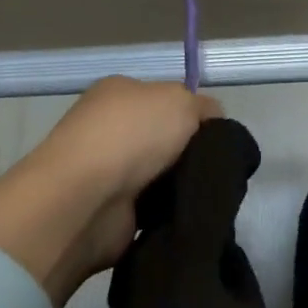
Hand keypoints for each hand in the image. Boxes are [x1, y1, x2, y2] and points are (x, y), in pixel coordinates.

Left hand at [0, 77, 221, 307]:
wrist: (88, 199)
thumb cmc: (132, 136)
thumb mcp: (181, 100)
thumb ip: (204, 107)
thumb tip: (213, 123)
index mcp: (119, 93)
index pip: (166, 100)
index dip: (194, 116)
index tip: (219, 137)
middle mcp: (110, 129)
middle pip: (166, 141)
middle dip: (192, 155)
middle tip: (217, 169)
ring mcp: (108, 172)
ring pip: (163, 178)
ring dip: (182, 187)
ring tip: (206, 195)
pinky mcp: (113, 212)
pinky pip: (155, 210)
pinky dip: (170, 213)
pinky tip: (187, 214)